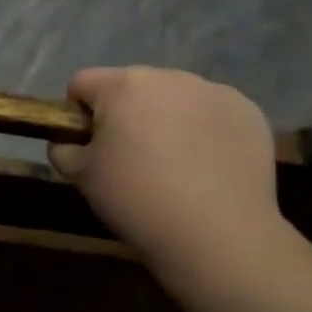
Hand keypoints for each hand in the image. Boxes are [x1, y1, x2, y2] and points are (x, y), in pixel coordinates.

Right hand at [48, 67, 282, 264]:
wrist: (218, 236)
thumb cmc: (137, 200)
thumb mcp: (81, 178)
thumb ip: (63, 149)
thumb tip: (68, 141)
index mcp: (122, 85)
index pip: (83, 83)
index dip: (78, 114)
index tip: (90, 147)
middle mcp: (168, 76)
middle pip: (132, 87)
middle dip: (126, 114)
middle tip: (132, 160)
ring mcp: (213, 91)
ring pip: (174, 97)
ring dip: (167, 119)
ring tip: (175, 166)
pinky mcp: (247, 111)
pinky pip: (213, 112)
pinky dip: (205, 131)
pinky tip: (208, 167)